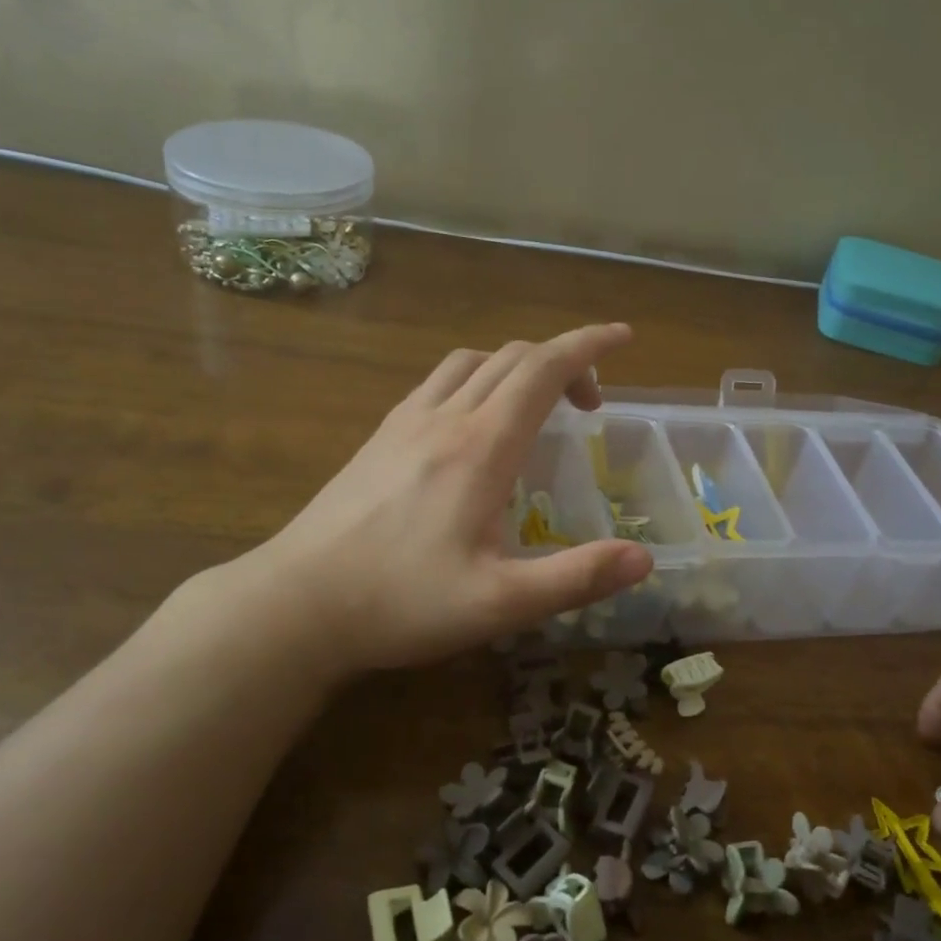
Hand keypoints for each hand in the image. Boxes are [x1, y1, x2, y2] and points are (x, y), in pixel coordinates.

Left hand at [216, 324, 653, 676]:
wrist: (296, 604)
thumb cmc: (401, 603)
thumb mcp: (499, 604)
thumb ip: (575, 578)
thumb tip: (644, 559)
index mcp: (481, 447)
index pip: (543, 369)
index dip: (588, 346)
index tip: (622, 336)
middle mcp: (445, 418)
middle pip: (512, 357)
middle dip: (563, 361)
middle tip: (591, 405)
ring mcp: (405, 423)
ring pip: (471, 362)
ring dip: (517, 367)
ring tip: (538, 406)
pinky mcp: (379, 437)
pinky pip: (439, 382)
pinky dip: (477, 379)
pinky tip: (474, 423)